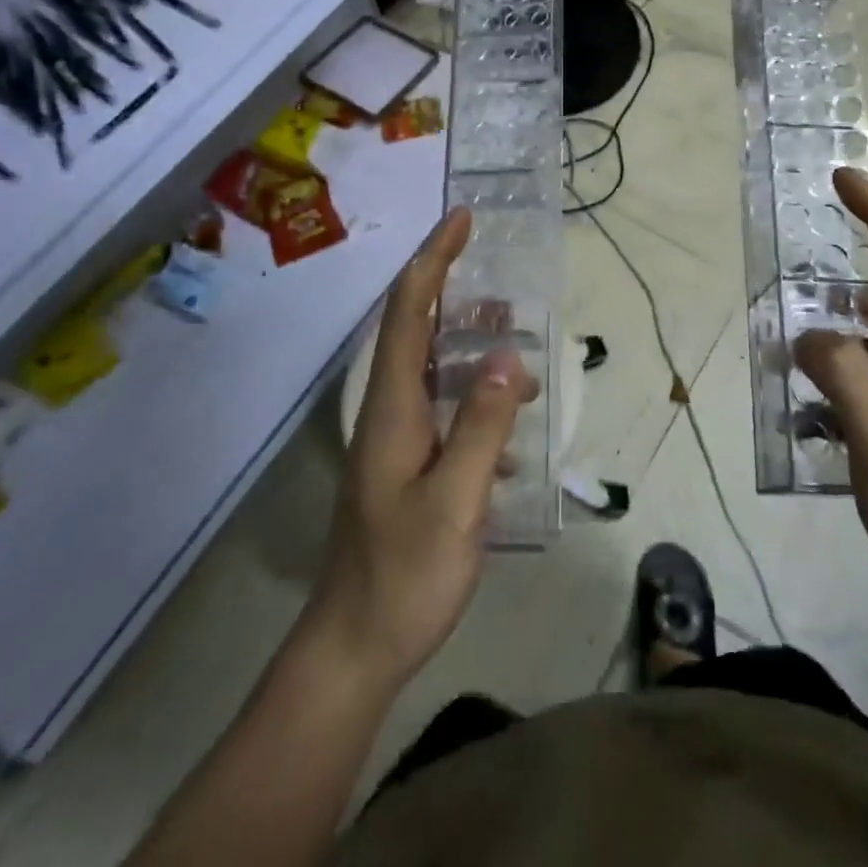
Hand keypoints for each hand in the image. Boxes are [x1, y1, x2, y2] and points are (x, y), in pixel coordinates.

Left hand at [309, 209, 534, 691]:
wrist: (355, 646)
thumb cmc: (404, 574)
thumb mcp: (455, 503)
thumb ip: (481, 428)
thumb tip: (505, 359)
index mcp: (393, 407)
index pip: (409, 312)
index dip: (434, 260)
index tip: (462, 220)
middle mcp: (388, 410)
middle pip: (415, 327)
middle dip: (449, 284)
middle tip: (495, 264)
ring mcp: (395, 437)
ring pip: (431, 365)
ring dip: (467, 338)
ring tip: (512, 332)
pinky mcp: (407, 462)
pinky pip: (442, 403)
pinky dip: (474, 388)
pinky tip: (507, 411)